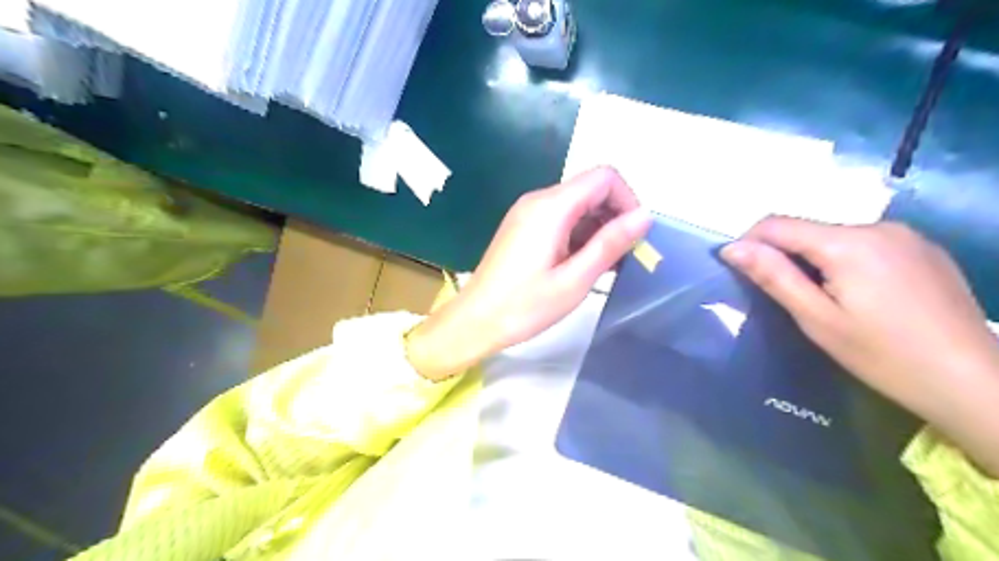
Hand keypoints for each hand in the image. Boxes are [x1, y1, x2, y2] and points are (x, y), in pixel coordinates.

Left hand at [406, 166, 647, 380]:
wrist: (475, 320)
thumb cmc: (524, 306)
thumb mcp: (575, 279)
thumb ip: (610, 244)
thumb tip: (645, 216)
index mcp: (551, 207)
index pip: (604, 177)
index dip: (628, 201)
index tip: (634, 237)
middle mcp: (538, 200)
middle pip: (591, 189)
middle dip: (615, 216)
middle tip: (623, 256)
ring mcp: (528, 213)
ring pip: (578, 205)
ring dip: (598, 229)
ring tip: (606, 265)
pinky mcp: (524, 227)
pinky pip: (561, 219)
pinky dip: (580, 235)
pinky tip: (584, 264)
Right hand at [722, 217, 998, 473]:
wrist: (973, 381)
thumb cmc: (884, 355)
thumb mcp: (817, 318)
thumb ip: (774, 276)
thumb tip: (732, 248)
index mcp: (849, 243)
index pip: (777, 224)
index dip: (749, 242)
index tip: (738, 270)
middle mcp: (878, 226)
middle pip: (807, 229)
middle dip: (783, 254)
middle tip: (783, 296)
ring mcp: (906, 235)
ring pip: (834, 236)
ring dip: (813, 258)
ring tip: (820, 299)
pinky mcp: (923, 249)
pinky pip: (864, 243)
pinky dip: (843, 260)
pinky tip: (858, 295)